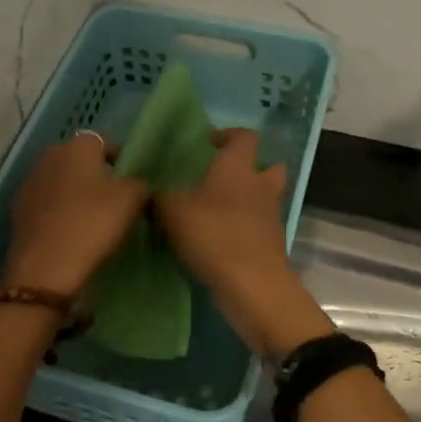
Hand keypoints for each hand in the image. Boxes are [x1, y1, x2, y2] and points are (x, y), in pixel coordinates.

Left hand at [3, 133, 150, 296]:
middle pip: (80, 161)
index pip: (105, 141)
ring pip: (62, 182)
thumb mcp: (133, 199)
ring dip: (76, 194)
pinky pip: (48, 204)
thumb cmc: (93, 223)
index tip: (132, 181)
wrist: (46, 268)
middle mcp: (49, 156)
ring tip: (93, 218)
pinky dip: (59, 212)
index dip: (121, 159)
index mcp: (77, 146)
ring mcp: (29, 183)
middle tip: (115, 200)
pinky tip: (71, 232)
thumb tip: (134, 184)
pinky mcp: (18, 210)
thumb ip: (139, 183)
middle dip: (96, 175)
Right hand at [154, 129, 333, 357]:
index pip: (244, 136)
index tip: (205, 145)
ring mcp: (271, 216)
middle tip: (220, 179)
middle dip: (249, 168)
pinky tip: (221, 238)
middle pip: (267, 166)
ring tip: (218, 211)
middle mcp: (260, 185)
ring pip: (265, 197)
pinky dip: (246, 227)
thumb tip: (147, 187)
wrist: (252, 286)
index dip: (226, 135)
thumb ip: (157, 194)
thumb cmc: (213, 235)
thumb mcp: (171, 211)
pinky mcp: (273, 243)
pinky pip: (260, 225)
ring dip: (248, 199)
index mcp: (238, 167)